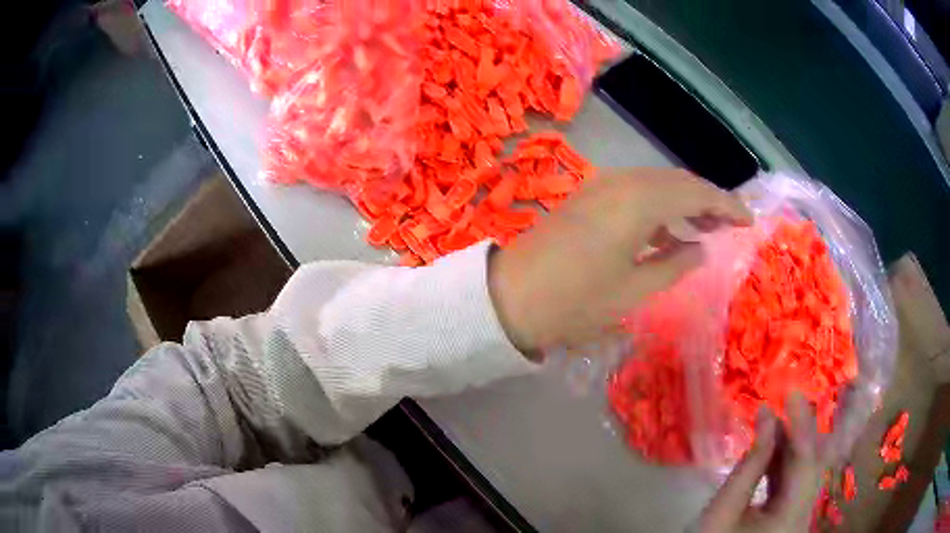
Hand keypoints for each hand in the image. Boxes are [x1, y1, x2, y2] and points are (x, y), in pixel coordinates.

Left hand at [487, 167, 750, 352]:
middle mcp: (623, 182)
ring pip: (657, 184)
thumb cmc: (575, 301)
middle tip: (730, 224)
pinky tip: (668, 231)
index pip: (697, 193)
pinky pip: (635, 192)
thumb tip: (701, 247)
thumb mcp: (634, 290)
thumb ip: (674, 265)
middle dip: (708, 200)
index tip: (748, 220)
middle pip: (678, 182)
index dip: (727, 205)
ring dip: (684, 202)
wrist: (510, 297)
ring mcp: (602, 186)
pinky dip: (659, 207)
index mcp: (640, 201)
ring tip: (707, 229)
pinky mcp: (588, 196)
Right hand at [698, 393, 825, 532]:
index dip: (801, 426)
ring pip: (805, 472)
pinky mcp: (791, 515)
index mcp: (790, 518)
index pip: (805, 463)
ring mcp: (800, 516)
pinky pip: (794, 483)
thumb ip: (750, 464)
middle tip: (787, 399)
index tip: (791, 392)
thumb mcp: (723, 510)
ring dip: (790, 445)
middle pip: (811, 465)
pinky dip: (784, 462)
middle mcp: (804, 515)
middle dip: (800, 431)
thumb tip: (767, 417)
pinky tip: (772, 446)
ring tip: (774, 420)